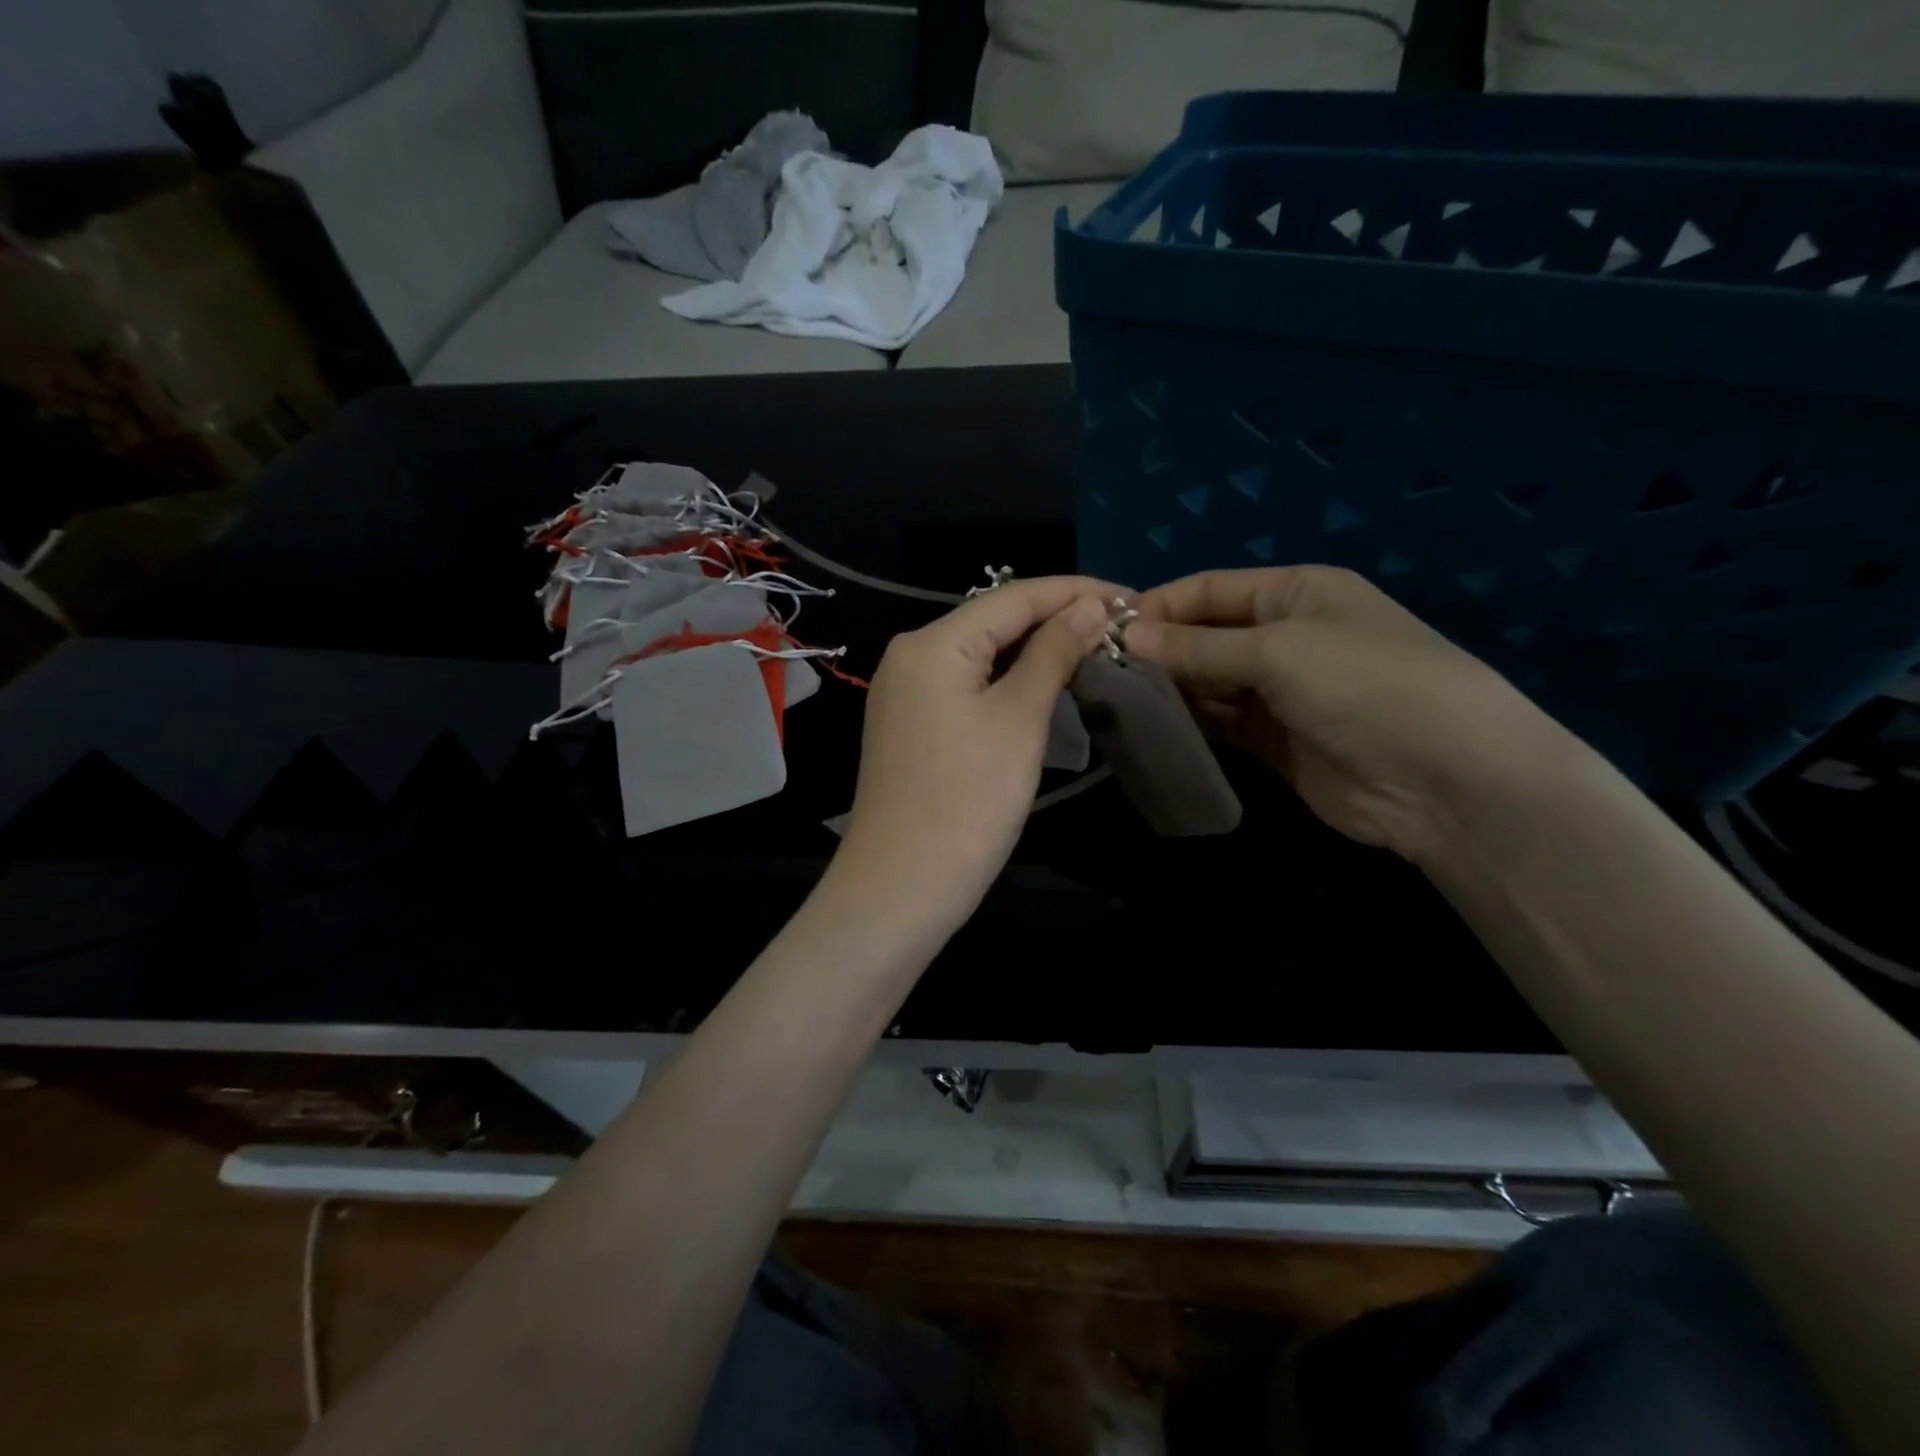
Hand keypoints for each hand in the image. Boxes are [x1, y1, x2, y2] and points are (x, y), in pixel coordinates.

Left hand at [832, 577, 1116, 935]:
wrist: (902, 885)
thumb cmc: (967, 800)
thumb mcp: (1019, 719)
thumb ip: (1053, 654)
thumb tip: (1089, 608)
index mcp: (932, 642)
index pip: (1014, 597)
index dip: (1075, 591)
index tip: (1132, 598)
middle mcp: (911, 656)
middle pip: (995, 621)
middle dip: (1057, 619)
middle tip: (1122, 628)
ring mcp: (906, 693)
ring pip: (982, 655)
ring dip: (1037, 651)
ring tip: (1096, 650)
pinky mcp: (912, 726)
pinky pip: (967, 686)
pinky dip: (1009, 681)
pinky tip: (1046, 684)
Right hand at [1125, 566, 1574, 861]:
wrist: (1445, 781)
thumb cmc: (1364, 685)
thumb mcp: (1278, 651)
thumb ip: (1198, 647)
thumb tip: (1125, 636)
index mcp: (1294, 593)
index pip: (1208, 590)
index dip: (1158, 607)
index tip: (1103, 632)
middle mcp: (1283, 636)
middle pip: (1203, 636)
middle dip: (1157, 652)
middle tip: (1101, 674)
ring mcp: (1279, 692)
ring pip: (1206, 683)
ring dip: (1168, 690)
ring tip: (1116, 702)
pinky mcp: (1273, 742)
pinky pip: (1219, 725)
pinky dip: (1189, 725)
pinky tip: (1152, 729)